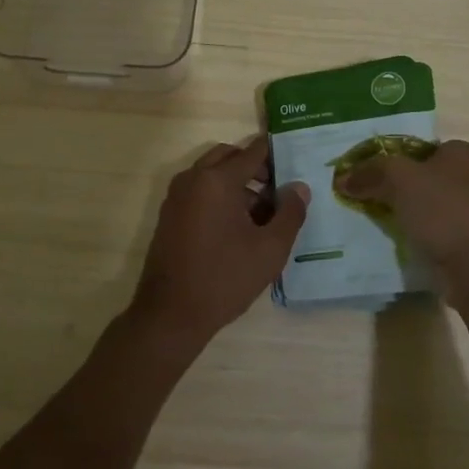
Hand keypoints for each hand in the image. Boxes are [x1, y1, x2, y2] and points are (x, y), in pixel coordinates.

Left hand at [128, 136, 308, 346]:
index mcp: (217, 180)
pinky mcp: (169, 215)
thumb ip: (290, 213)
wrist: (170, 315)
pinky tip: (235, 228)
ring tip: (260, 215)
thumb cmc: (224, 278)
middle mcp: (193, 179)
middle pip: (229, 156)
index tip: (294, 162)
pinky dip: (218, 195)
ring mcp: (176, 196)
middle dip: (254, 167)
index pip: (252, 152)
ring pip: (211, 173)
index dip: (275, 154)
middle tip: (277, 190)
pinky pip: (198, 190)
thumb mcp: (270, 249)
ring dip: (236, 182)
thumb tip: (299, 187)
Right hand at [333, 139, 468, 296]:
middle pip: (421, 177)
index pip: (417, 147)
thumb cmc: (443, 210)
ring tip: (372, 221)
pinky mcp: (466, 243)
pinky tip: (394, 244)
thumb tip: (343, 178)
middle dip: (395, 187)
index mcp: (460, 153)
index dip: (390, 157)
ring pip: (425, 207)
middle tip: (363, 196)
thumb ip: (371, 172)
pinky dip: (414, 237)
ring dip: (403, 214)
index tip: (365, 173)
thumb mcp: (400, 179)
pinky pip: (431, 233)